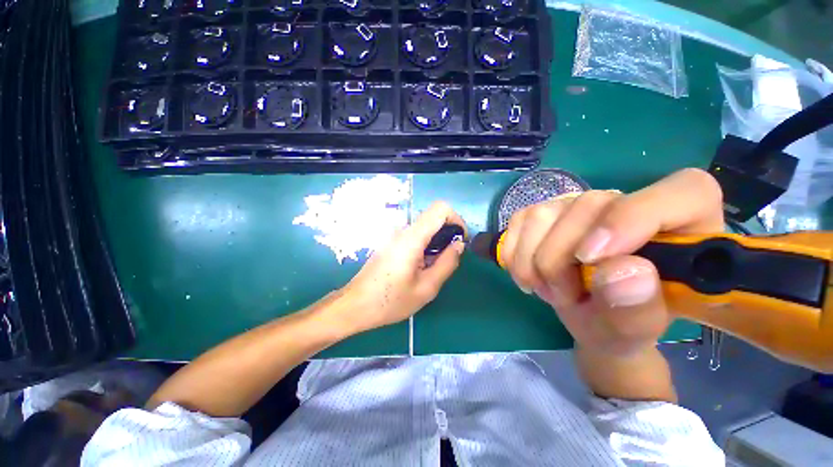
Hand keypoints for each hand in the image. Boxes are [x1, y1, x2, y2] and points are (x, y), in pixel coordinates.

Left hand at [340, 201, 465, 333]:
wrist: (355, 306)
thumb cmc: (390, 301)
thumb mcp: (426, 288)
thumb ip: (447, 263)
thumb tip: (459, 244)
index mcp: (412, 238)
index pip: (440, 209)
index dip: (456, 219)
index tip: (460, 240)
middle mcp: (402, 231)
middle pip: (433, 218)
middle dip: (447, 234)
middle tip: (449, 260)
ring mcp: (394, 236)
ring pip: (424, 229)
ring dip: (436, 243)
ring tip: (432, 268)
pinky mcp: (390, 243)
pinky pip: (414, 237)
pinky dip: (425, 247)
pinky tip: (420, 268)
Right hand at [500, 168, 723, 356]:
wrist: (587, 315)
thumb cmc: (619, 325)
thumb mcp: (632, 332)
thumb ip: (638, 310)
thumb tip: (624, 271)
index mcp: (683, 228)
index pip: (683, 192)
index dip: (632, 219)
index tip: (591, 259)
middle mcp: (628, 202)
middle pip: (587, 206)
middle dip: (560, 260)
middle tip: (562, 296)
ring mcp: (579, 203)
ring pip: (542, 214)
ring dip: (532, 261)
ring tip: (546, 288)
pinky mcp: (545, 210)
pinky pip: (519, 221)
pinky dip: (515, 254)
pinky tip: (527, 273)